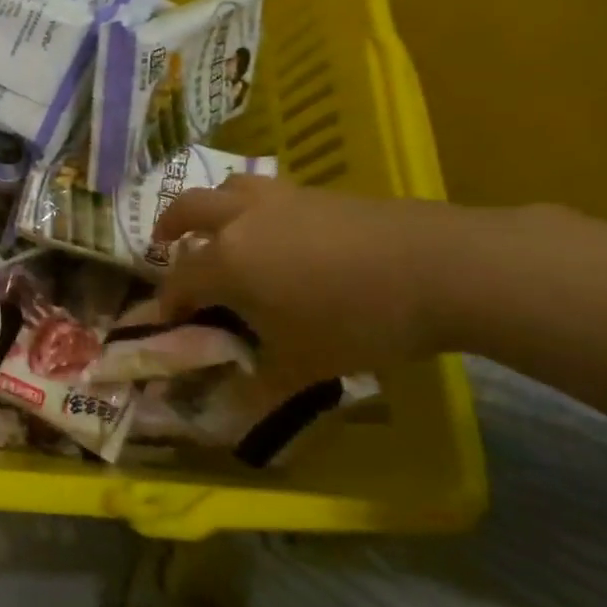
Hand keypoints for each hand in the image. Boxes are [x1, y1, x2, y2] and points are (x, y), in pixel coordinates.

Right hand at [153, 177, 457, 394]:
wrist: (440, 267)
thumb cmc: (358, 320)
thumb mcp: (304, 365)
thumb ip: (260, 389)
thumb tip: (231, 419)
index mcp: (226, 261)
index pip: (179, 280)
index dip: (167, 302)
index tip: (166, 320)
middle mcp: (241, 220)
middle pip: (188, 209)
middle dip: (170, 227)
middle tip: (167, 244)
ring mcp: (281, 199)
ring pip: (229, 187)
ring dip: (213, 206)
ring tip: (222, 227)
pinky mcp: (318, 192)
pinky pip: (268, 191)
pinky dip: (256, 208)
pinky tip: (281, 233)